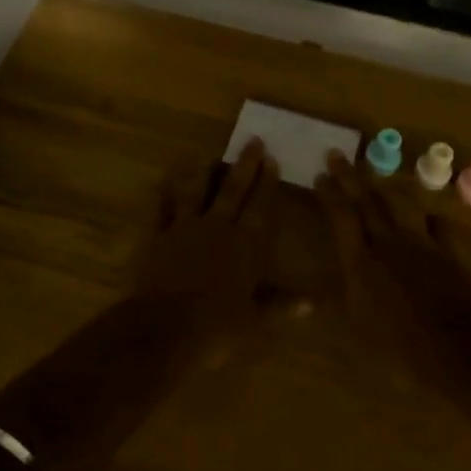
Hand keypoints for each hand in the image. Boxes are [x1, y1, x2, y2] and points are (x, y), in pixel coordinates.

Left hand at [137, 137, 280, 332]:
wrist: (164, 328)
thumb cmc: (216, 326)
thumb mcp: (255, 320)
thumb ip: (281, 305)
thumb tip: (313, 303)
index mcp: (244, 244)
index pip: (259, 207)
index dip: (266, 184)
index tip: (271, 159)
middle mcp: (216, 228)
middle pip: (231, 191)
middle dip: (243, 166)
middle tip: (251, 141)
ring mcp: (184, 230)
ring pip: (195, 193)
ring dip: (202, 174)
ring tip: (208, 158)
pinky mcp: (157, 239)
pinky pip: (161, 211)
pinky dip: (163, 198)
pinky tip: (163, 186)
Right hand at [314, 149, 470, 384]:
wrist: (459, 347)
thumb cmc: (400, 345)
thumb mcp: (359, 328)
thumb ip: (342, 299)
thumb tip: (317, 290)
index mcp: (361, 261)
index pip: (341, 218)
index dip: (329, 195)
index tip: (319, 175)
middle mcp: (389, 244)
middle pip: (366, 203)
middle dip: (349, 177)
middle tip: (337, 155)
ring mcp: (421, 244)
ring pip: (401, 206)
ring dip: (386, 188)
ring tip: (377, 176)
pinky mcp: (448, 253)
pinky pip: (438, 227)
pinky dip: (430, 219)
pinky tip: (429, 216)